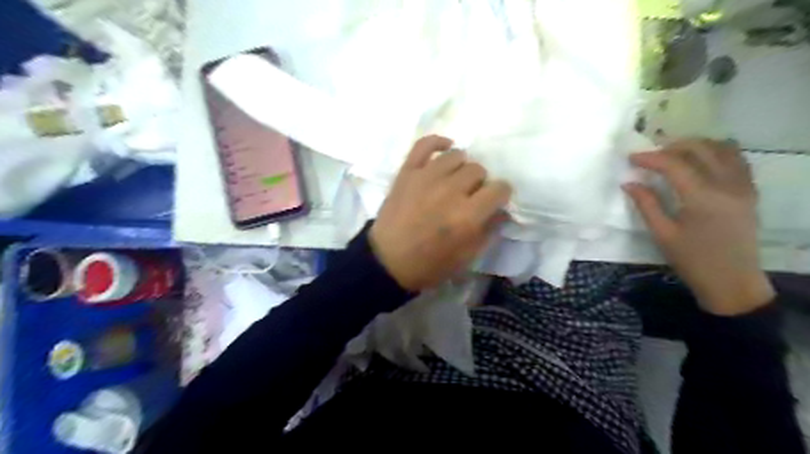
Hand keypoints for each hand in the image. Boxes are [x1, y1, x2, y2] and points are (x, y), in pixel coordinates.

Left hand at [370, 135, 508, 290]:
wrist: (388, 261)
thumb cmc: (430, 264)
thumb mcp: (467, 257)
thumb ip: (489, 230)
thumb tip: (501, 209)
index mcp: (468, 215)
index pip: (499, 189)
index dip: (500, 195)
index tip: (494, 201)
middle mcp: (450, 190)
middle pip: (478, 170)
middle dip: (479, 184)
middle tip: (469, 196)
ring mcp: (426, 177)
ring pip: (457, 155)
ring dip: (461, 167)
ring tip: (454, 180)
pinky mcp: (407, 172)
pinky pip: (425, 144)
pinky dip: (438, 142)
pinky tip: (445, 148)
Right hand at [621, 139, 774, 315]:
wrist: (732, 280)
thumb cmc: (692, 260)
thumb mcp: (662, 234)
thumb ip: (646, 204)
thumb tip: (629, 183)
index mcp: (702, 197)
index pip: (675, 164)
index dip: (650, 158)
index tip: (631, 157)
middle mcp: (727, 184)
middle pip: (700, 149)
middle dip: (672, 146)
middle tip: (650, 154)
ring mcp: (743, 186)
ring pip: (722, 149)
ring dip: (696, 145)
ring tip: (673, 153)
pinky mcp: (749, 191)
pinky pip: (737, 159)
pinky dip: (717, 152)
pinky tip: (700, 160)